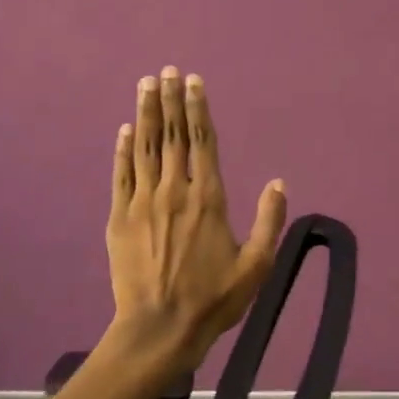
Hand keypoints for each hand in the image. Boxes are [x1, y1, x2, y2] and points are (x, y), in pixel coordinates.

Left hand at [106, 66, 287, 373]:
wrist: (160, 328)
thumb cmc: (214, 298)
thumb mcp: (256, 265)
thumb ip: (269, 221)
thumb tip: (278, 182)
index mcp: (209, 199)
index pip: (203, 142)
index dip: (198, 109)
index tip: (194, 82)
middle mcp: (175, 191)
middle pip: (171, 136)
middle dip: (170, 100)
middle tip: (166, 71)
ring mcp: (143, 203)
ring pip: (145, 148)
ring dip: (146, 114)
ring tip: (146, 85)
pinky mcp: (120, 218)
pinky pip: (122, 174)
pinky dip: (123, 149)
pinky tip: (125, 129)